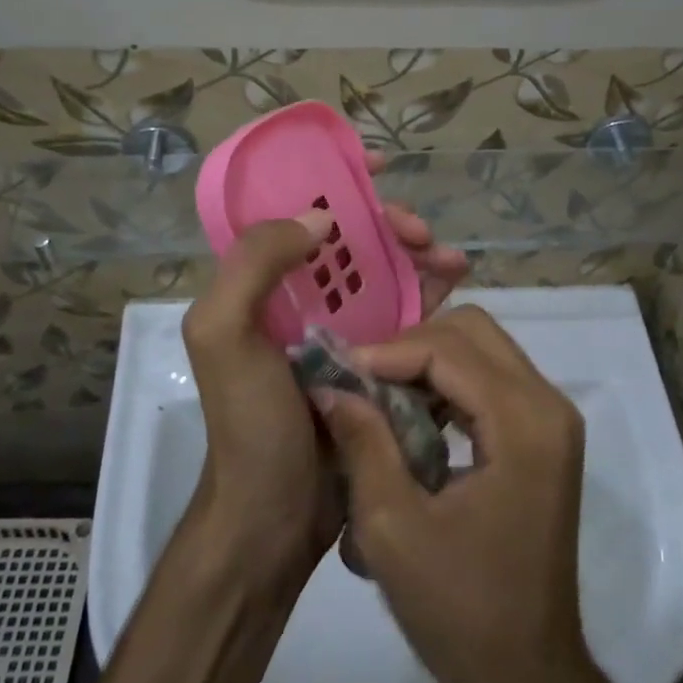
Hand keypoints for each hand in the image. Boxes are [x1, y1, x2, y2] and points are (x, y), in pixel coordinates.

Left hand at [181, 173, 468, 585]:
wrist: (275, 516)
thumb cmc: (250, 423)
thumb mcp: (224, 335)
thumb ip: (254, 264)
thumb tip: (321, 218)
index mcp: (258, 283)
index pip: (292, 209)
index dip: (332, 178)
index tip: (376, 165)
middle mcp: (297, 297)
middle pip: (350, 238)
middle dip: (389, 223)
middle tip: (422, 234)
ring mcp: (338, 329)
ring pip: (384, 271)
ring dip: (419, 255)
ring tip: (453, 260)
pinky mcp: (372, 360)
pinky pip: (406, 314)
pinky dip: (433, 294)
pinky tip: (458, 286)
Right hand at [313, 306, 592, 682]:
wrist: (530, 677)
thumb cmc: (461, 611)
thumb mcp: (392, 529)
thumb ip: (363, 443)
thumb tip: (330, 384)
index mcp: (524, 425)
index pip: (449, 349)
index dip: (387, 351)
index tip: (337, 370)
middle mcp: (548, 406)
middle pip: (473, 330)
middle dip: (410, 345)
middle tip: (361, 379)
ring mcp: (552, 419)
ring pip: (483, 348)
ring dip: (427, 361)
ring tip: (377, 395)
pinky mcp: (544, 436)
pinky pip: (491, 379)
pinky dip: (447, 383)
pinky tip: (411, 416)